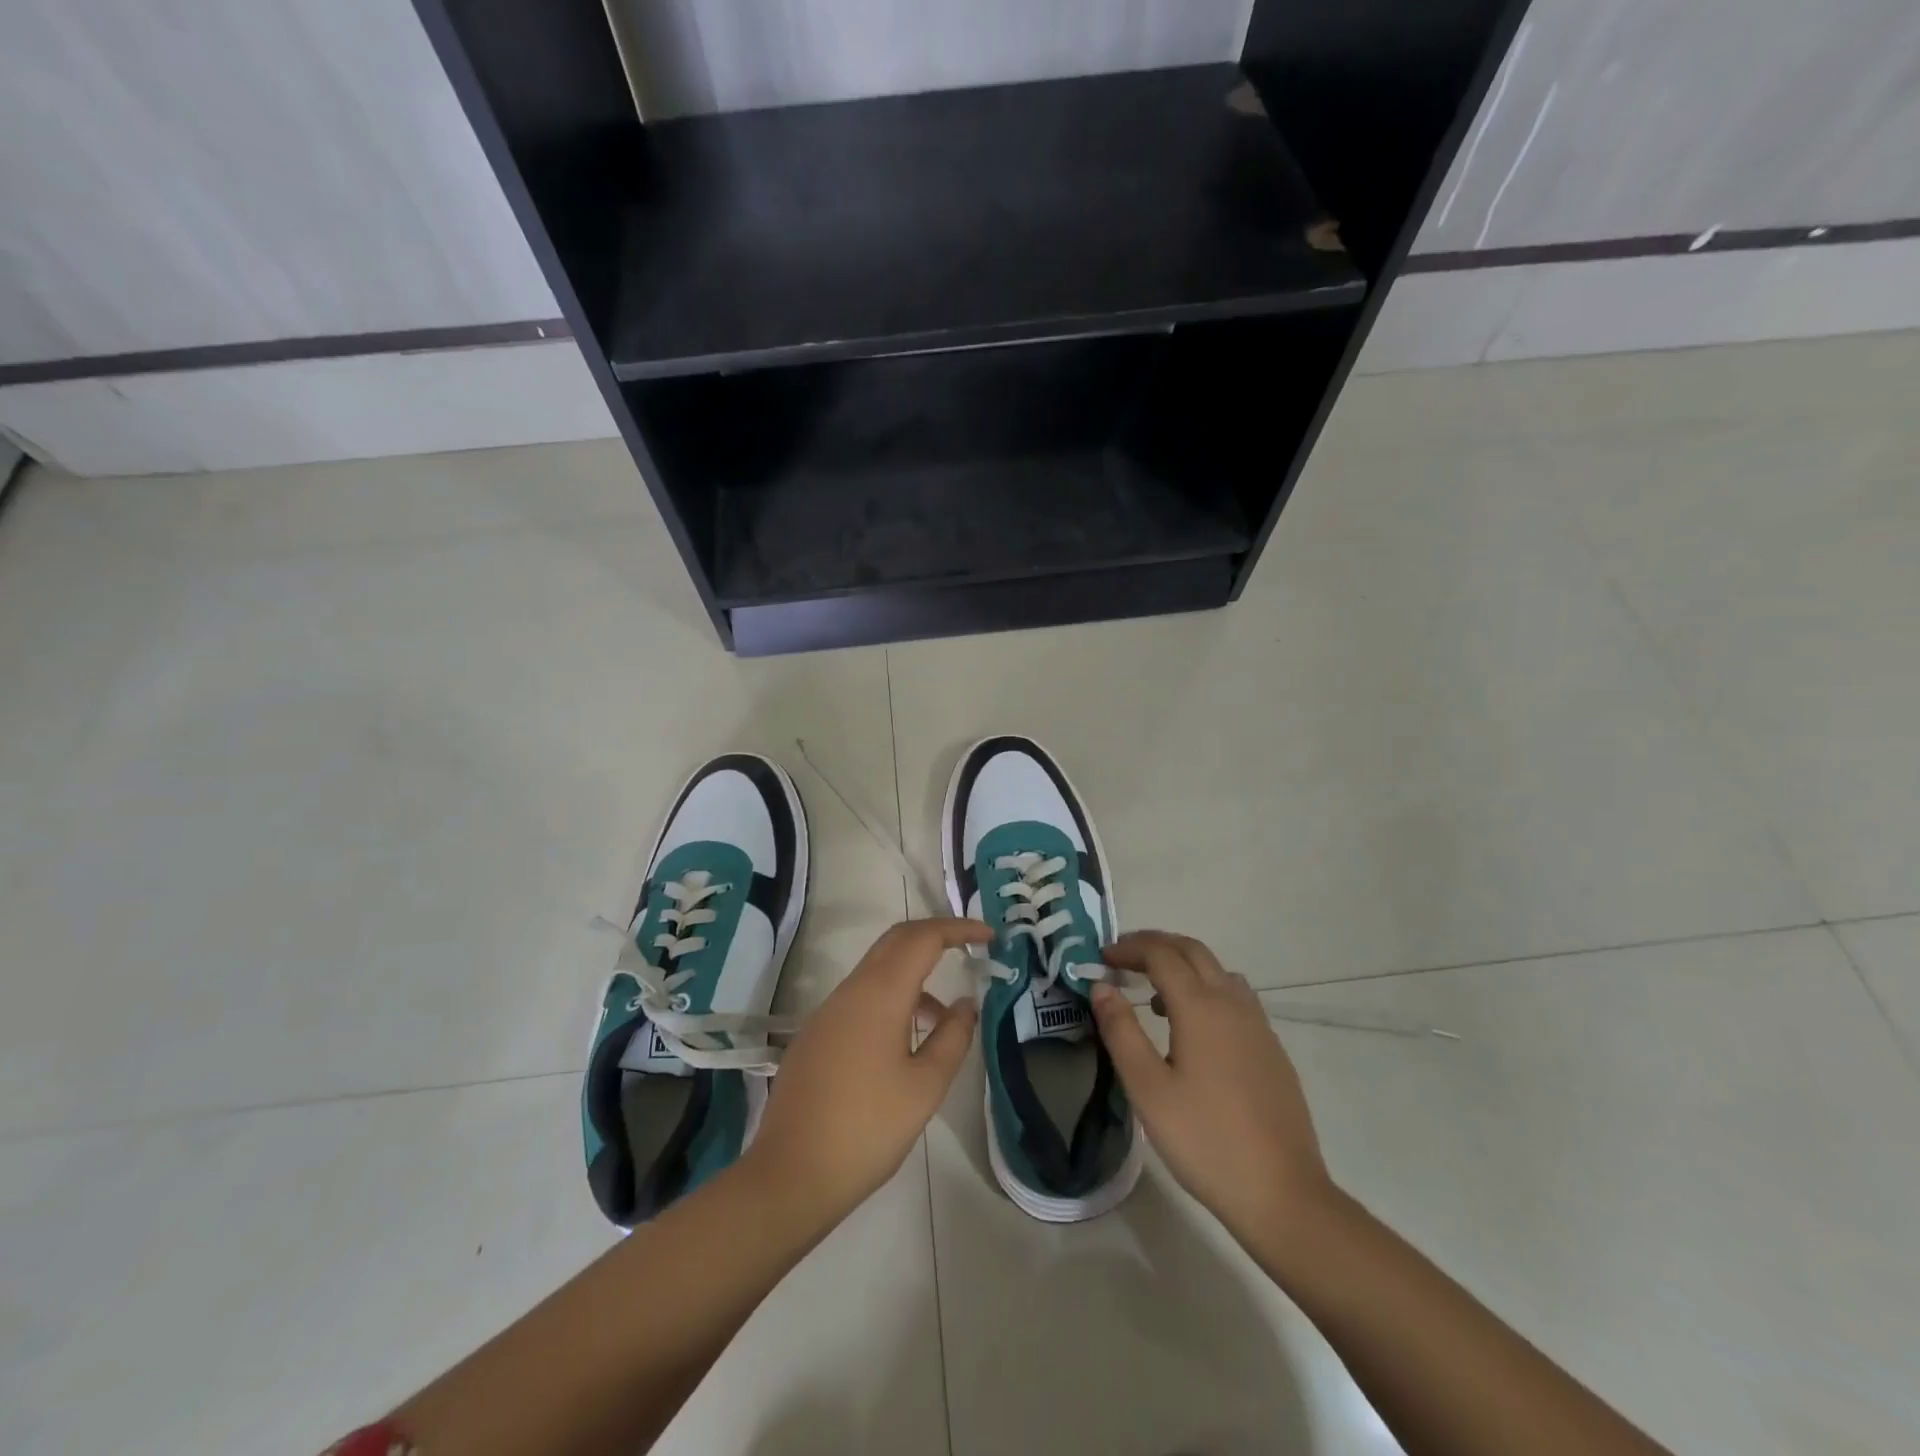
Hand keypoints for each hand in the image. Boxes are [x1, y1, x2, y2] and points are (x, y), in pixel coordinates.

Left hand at [742, 917, 987, 1229]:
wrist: (790, 1175)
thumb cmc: (867, 1129)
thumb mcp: (925, 1087)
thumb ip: (952, 1038)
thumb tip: (967, 1003)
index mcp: (879, 994)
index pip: (923, 938)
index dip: (958, 929)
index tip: (990, 936)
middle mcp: (850, 990)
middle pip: (896, 941)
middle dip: (936, 936)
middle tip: (971, 949)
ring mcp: (828, 1012)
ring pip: (877, 970)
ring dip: (915, 974)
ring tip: (946, 1016)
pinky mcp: (817, 1035)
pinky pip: (861, 996)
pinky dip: (892, 998)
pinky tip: (906, 1042)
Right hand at [1090, 931, 1334, 1241]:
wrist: (1283, 1194)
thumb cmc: (1205, 1141)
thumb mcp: (1147, 1088)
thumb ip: (1121, 1031)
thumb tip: (1101, 986)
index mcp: (1201, 1007)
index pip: (1161, 954)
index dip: (1129, 948)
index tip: (1101, 958)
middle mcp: (1233, 1004)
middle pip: (1193, 951)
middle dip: (1155, 945)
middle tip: (1123, 958)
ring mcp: (1258, 1026)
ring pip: (1218, 971)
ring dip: (1183, 965)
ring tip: (1154, 993)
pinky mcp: (1272, 1050)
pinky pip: (1235, 997)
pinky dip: (1206, 989)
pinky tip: (1194, 1029)